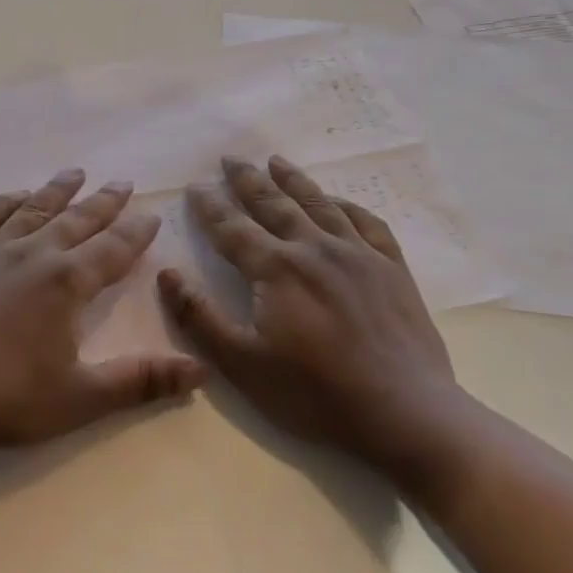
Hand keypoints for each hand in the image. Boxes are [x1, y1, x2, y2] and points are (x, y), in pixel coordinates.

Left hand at [0, 168, 204, 459]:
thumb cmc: (5, 398)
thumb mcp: (81, 398)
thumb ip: (140, 381)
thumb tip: (200, 371)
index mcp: (66, 283)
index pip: (112, 250)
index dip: (135, 233)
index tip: (151, 215)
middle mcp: (32, 254)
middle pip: (76, 220)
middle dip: (103, 202)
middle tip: (122, 182)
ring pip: (32, 210)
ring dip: (56, 191)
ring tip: (74, 172)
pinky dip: (3, 202)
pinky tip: (13, 196)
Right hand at [158, 155, 470, 485]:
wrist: (406, 413)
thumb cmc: (316, 393)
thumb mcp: (243, 364)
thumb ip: (200, 317)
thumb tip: (166, 274)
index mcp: (276, 269)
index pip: (232, 228)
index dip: (210, 206)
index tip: (194, 186)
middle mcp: (314, 248)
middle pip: (274, 204)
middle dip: (247, 180)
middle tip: (230, 159)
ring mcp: (358, 254)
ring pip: (319, 204)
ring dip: (293, 180)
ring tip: (276, 161)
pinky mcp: (392, 268)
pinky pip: (367, 223)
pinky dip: (347, 205)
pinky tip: (338, 201)